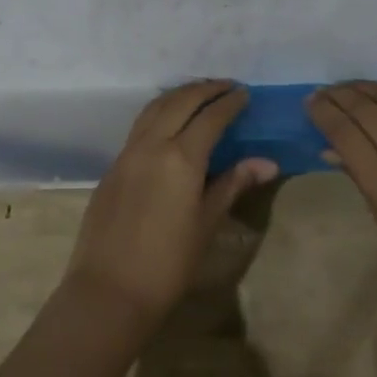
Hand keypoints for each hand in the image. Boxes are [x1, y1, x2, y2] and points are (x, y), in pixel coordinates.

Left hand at [63, 81, 277, 322]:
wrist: (110, 290)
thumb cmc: (168, 263)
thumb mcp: (207, 223)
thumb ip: (232, 184)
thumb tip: (267, 162)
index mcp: (180, 158)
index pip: (210, 117)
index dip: (229, 103)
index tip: (245, 94)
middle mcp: (151, 145)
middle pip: (179, 102)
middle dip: (204, 89)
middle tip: (226, 86)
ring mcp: (126, 154)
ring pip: (153, 109)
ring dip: (178, 95)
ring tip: (198, 94)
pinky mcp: (112, 167)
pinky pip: (139, 127)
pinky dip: (158, 113)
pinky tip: (169, 123)